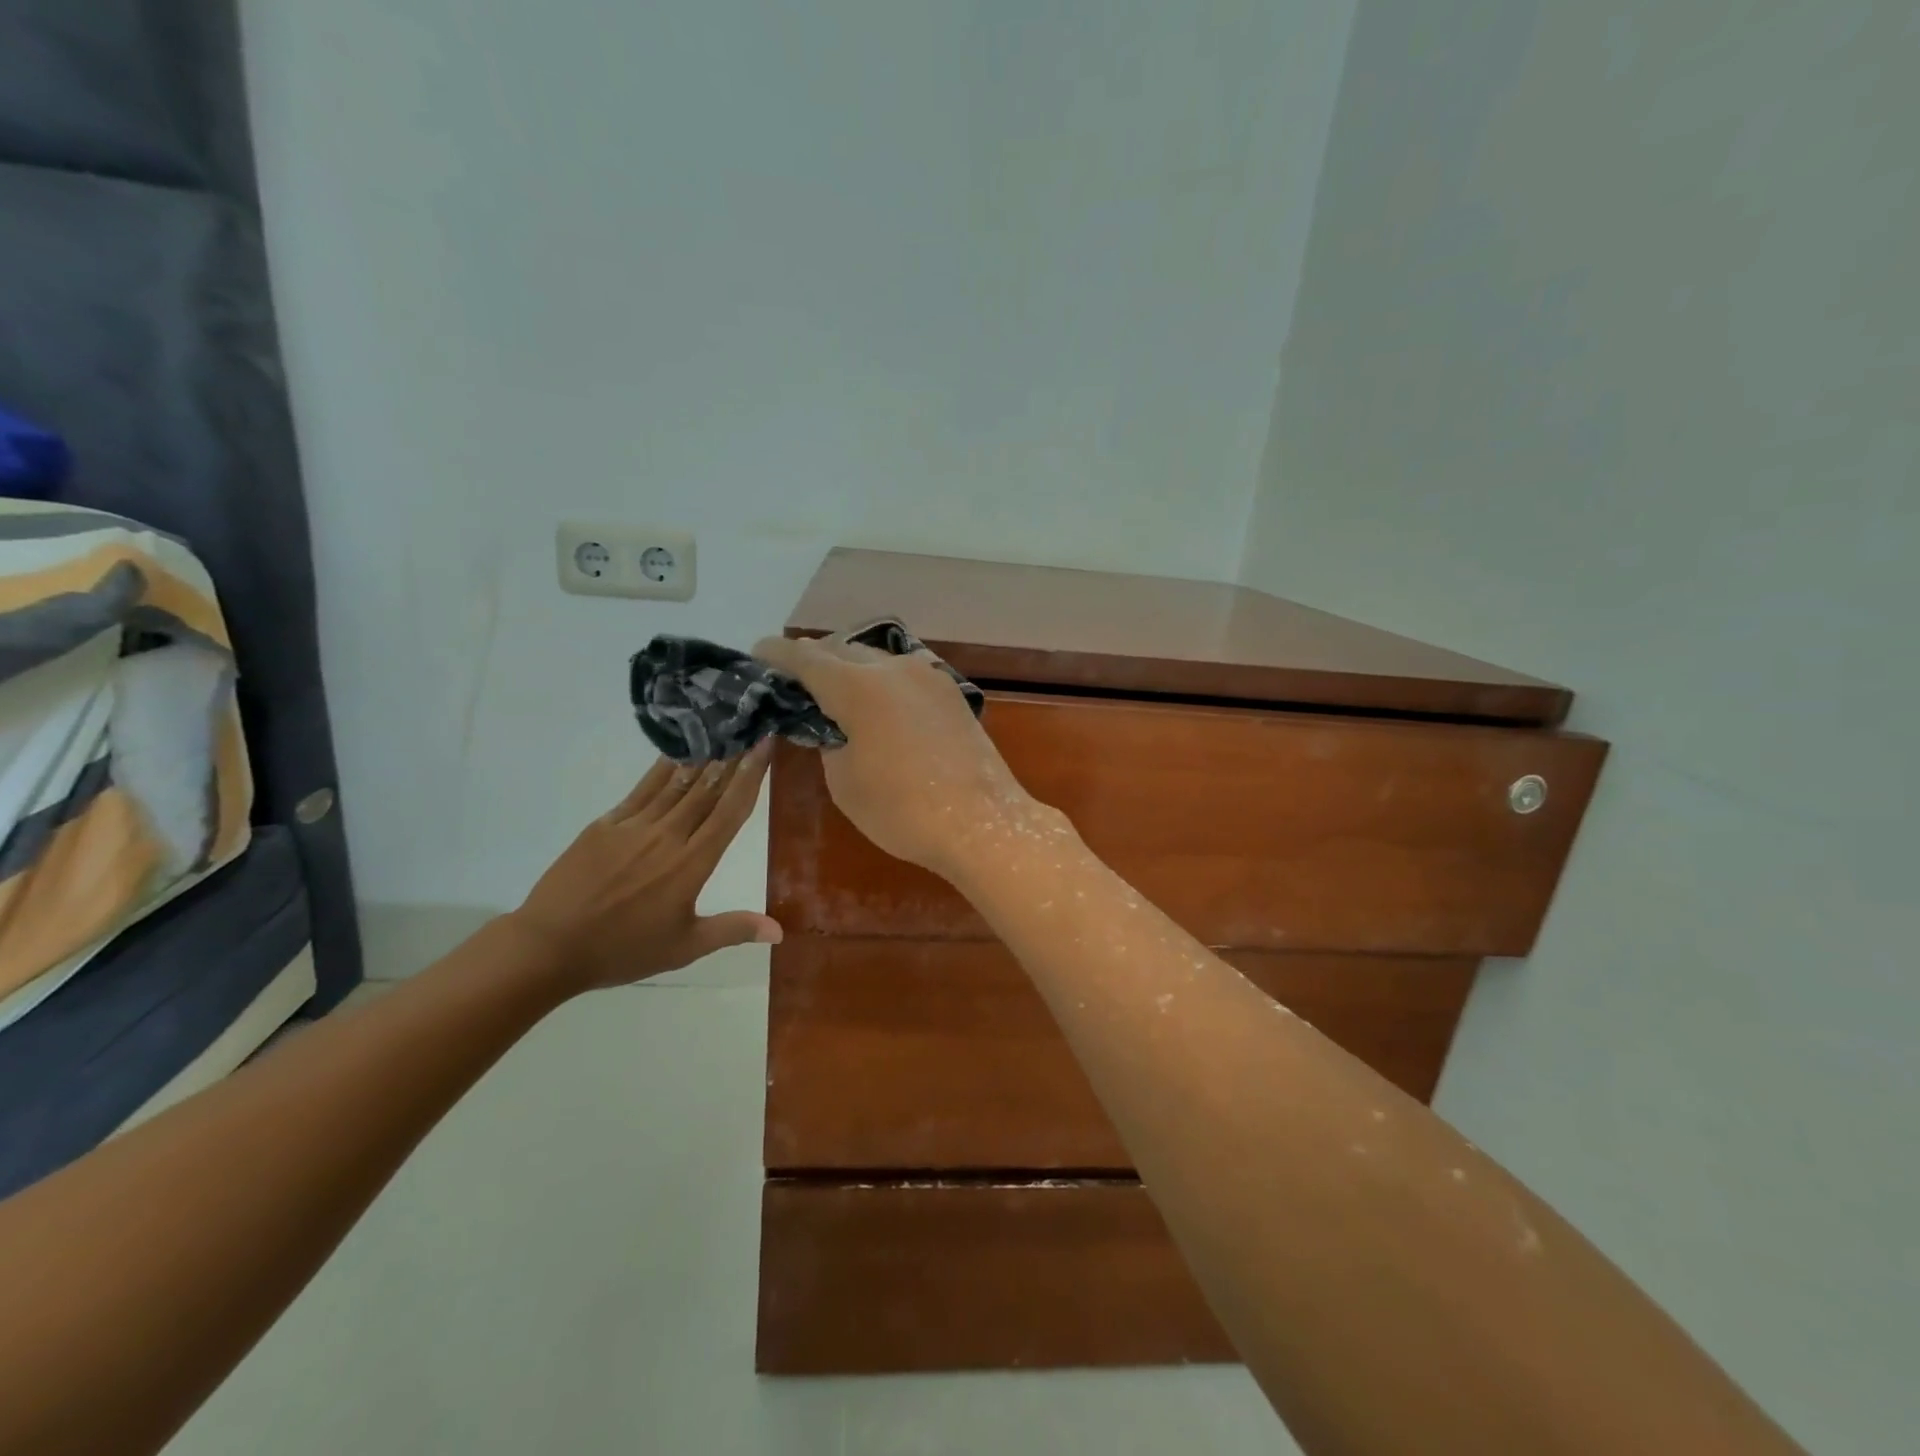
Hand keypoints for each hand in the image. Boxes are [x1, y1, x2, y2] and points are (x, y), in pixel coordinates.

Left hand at [508, 745, 780, 991]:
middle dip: (732, 756)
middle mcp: (668, 836)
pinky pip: (642, 790)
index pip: (730, 811)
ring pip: (677, 783)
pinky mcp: (606, 824)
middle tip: (749, 726)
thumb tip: (780, 931)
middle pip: (708, 788)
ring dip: (703, 757)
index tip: (765, 745)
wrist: (549, 947)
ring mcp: (634, 827)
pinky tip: (675, 754)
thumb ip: (733, 929)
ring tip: (721, 732)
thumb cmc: (623, 950)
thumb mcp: (685, 947)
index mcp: (692, 864)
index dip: (752, 775)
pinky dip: (662, 769)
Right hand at [752, 633, 1062, 880]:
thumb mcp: (844, 781)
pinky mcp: (949, 691)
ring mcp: (927, 675)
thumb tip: (831, 724)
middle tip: (796, 680)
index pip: (805, 657)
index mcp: (857, 686)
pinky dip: (882, 680)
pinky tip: (879, 703)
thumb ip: (829, 741)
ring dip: (850, 668)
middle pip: (841, 650)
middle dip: (814, 660)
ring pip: (876, 658)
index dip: (777, 654)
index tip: (759, 654)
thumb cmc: (902, 811)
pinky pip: (904, 673)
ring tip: (836, 691)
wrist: (980, 822)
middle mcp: (892, 668)